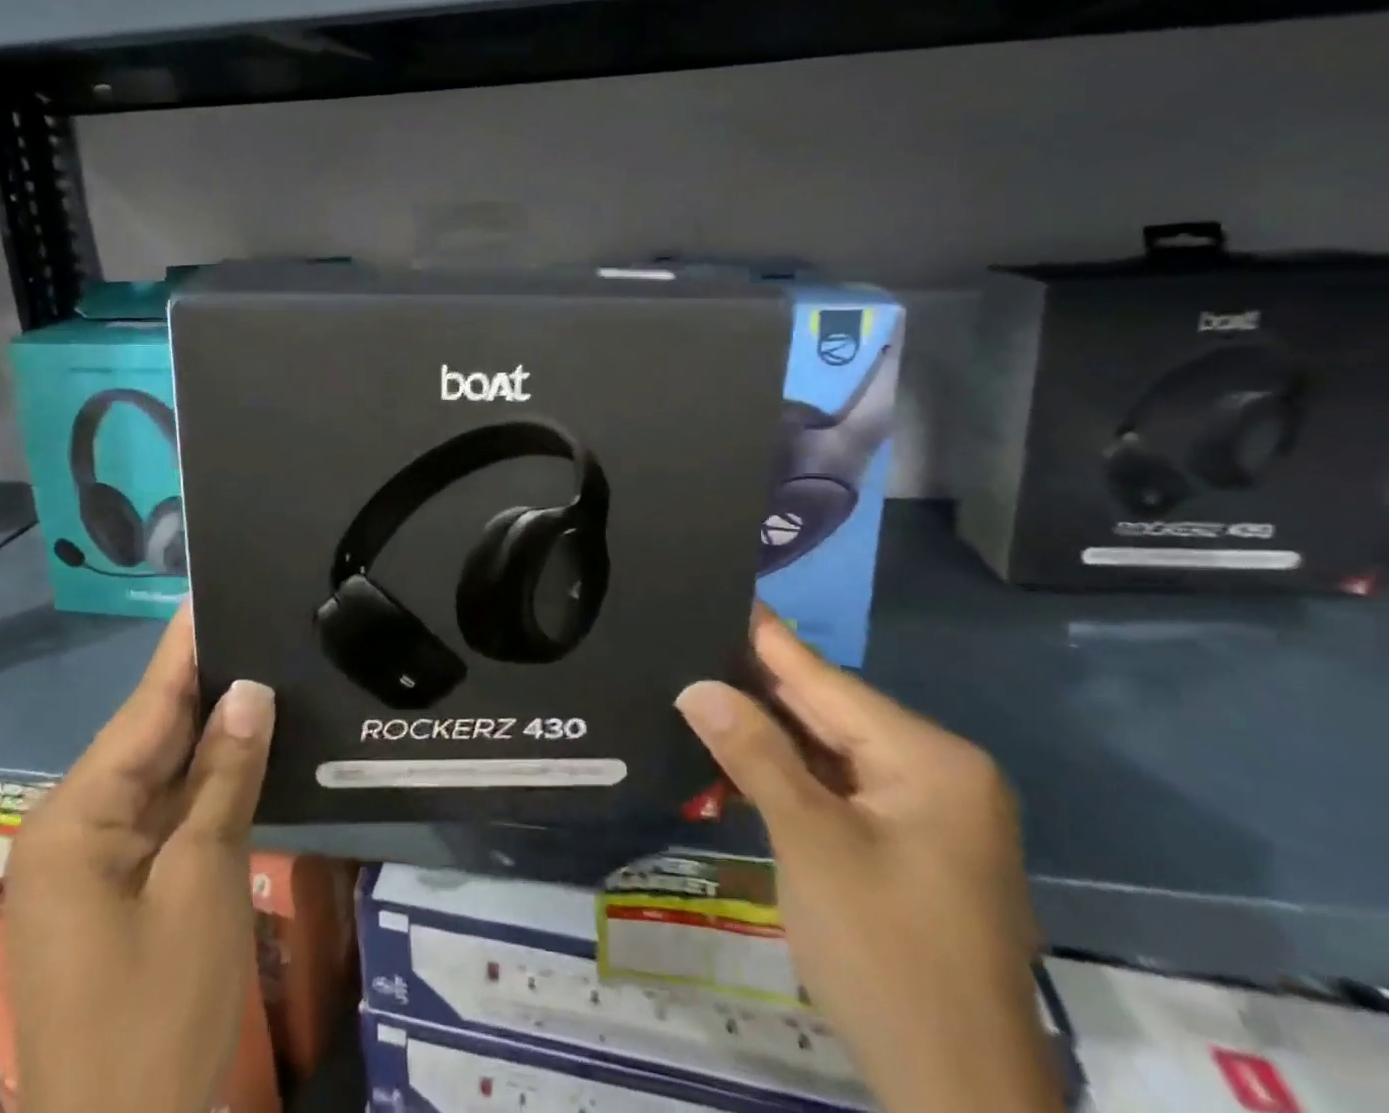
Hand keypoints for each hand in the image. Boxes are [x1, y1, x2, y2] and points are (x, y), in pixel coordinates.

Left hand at [5, 606, 274, 1112]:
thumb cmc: (157, 1016)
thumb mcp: (202, 884)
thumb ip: (225, 779)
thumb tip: (249, 691)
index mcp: (76, 818)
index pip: (145, 709)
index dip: (183, 648)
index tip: (211, 590)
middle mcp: (73, 827)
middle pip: (150, 736)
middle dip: (205, 682)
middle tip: (256, 620)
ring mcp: (92, 862)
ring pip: (160, 773)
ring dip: (210, 730)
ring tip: (260, 662)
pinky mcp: (116, 889)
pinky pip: (164, 811)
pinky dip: (204, 780)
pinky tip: (244, 744)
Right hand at [675, 606, 1060, 1112]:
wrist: (961, 1101)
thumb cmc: (888, 959)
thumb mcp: (811, 845)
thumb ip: (753, 754)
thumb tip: (697, 685)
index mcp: (929, 760)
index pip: (826, 680)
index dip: (766, 638)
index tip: (721, 591)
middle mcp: (938, 773)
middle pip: (829, 712)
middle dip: (759, 685)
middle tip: (692, 640)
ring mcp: (928, 812)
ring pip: (831, 750)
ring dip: (769, 732)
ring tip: (701, 683)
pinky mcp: (911, 846)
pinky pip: (840, 787)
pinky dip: (792, 774)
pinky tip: (740, 753)